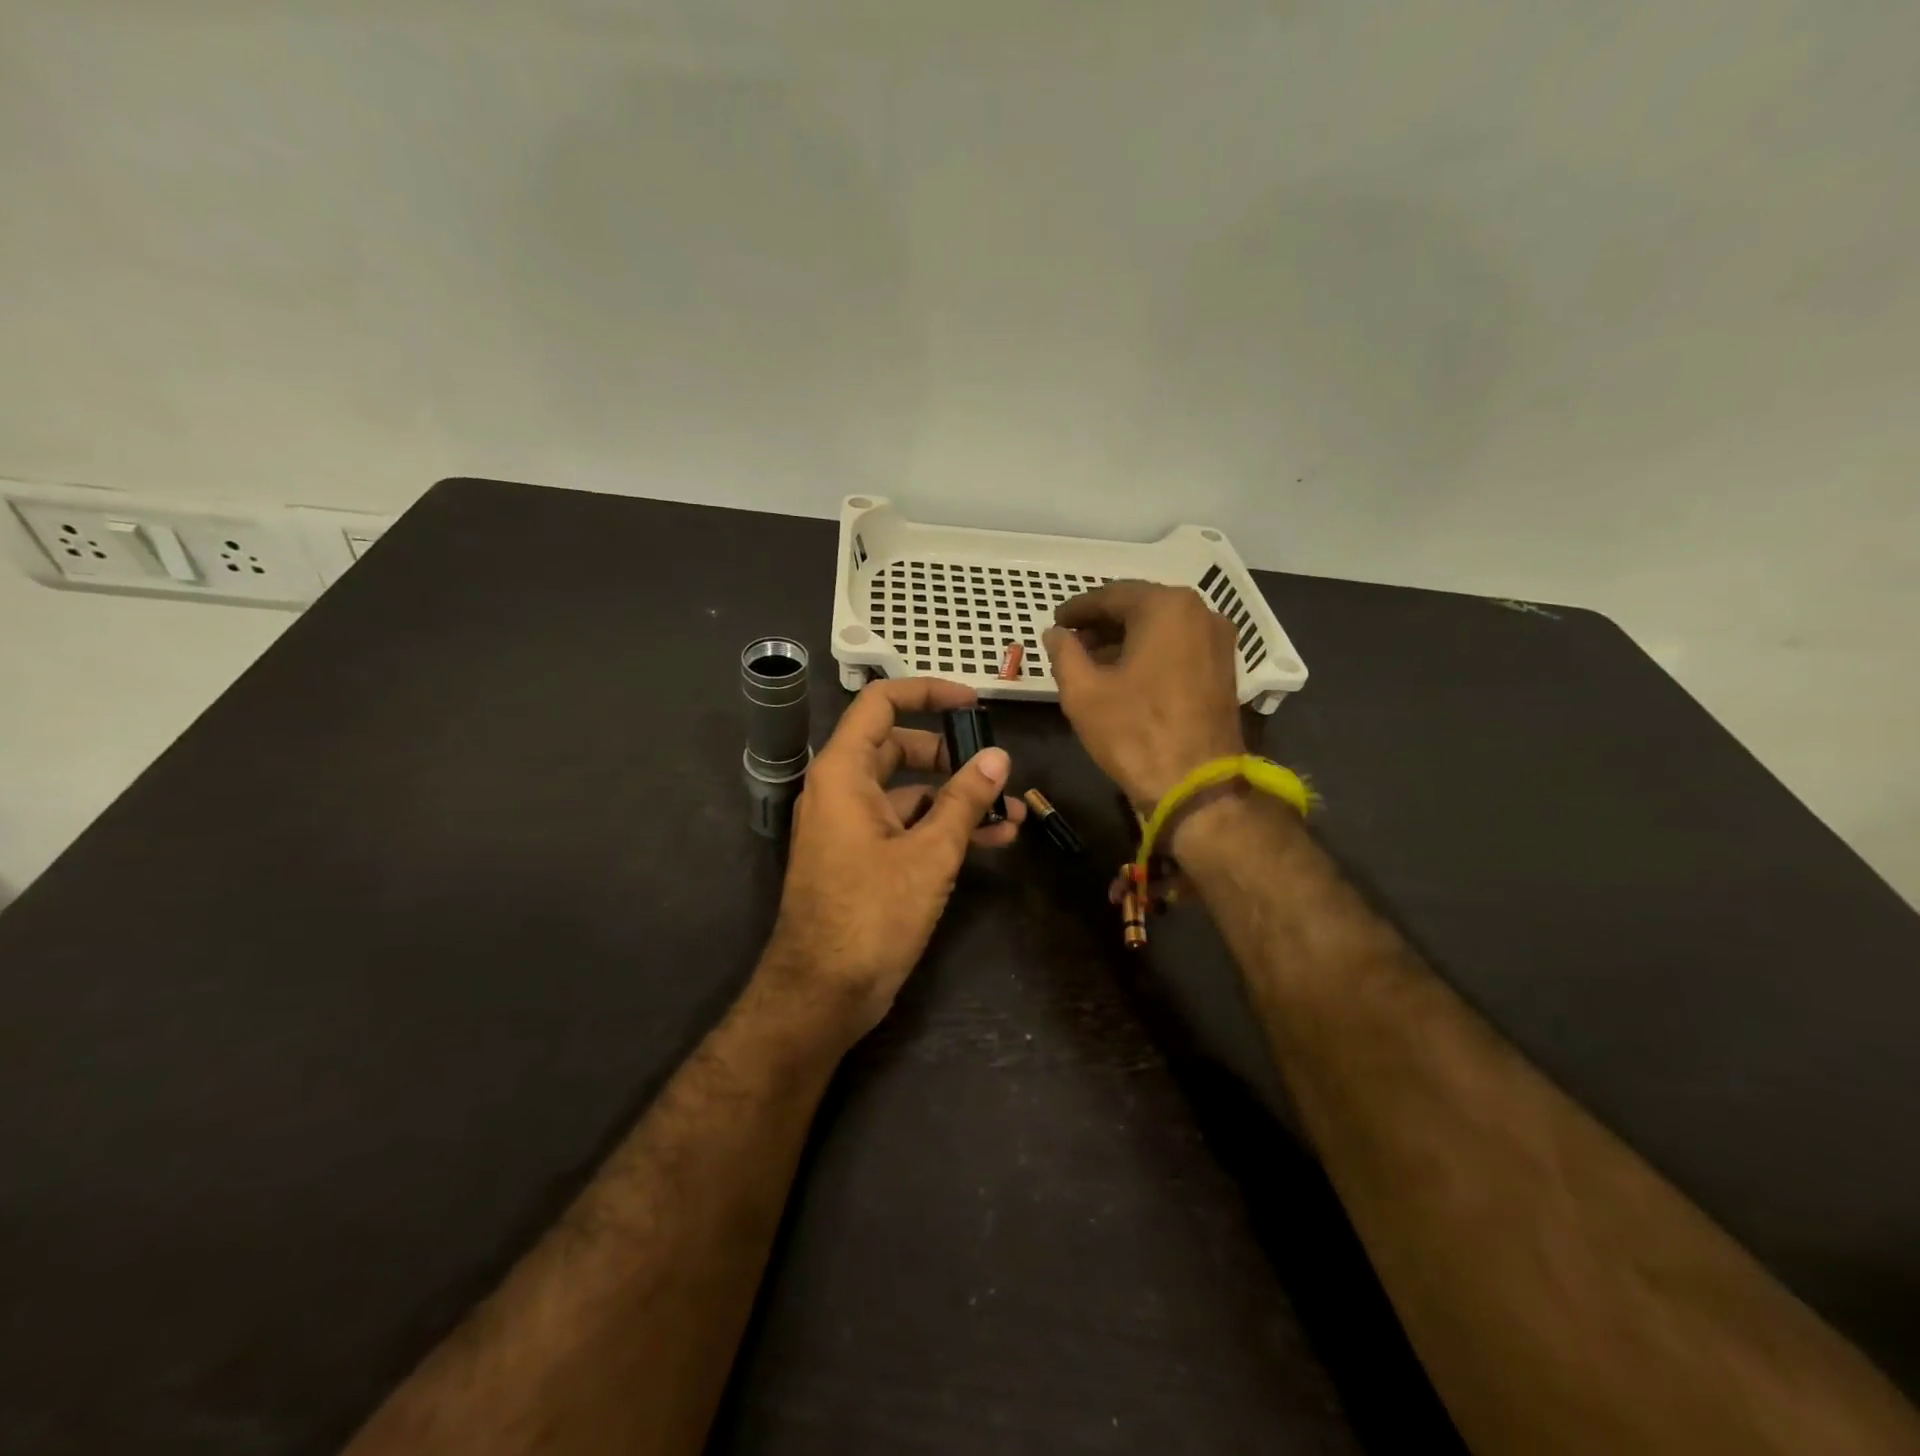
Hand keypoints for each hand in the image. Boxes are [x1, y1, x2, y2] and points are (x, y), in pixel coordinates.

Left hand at [763, 678, 1024, 1038]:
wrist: (822, 993)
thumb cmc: (871, 913)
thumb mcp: (929, 852)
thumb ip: (965, 799)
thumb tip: (998, 756)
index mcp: (844, 773)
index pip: (880, 704)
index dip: (927, 693)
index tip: (972, 702)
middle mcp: (842, 790)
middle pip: (899, 748)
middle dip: (952, 756)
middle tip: (996, 768)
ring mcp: (851, 826)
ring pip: (909, 793)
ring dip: (957, 799)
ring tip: (1011, 812)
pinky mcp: (863, 858)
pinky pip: (905, 826)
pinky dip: (942, 828)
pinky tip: (993, 840)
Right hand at [1043, 581, 1244, 808]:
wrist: (1196, 786)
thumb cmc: (1134, 733)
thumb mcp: (1083, 692)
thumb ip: (1064, 652)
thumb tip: (1055, 634)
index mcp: (1166, 607)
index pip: (1111, 596)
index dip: (1078, 609)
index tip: (1055, 621)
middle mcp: (1200, 612)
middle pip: (1140, 607)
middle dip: (1103, 623)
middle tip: (1070, 640)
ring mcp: (1218, 640)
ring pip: (1161, 627)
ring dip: (1125, 638)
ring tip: (1091, 660)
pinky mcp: (1224, 669)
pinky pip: (1179, 646)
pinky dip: (1150, 652)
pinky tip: (1124, 673)